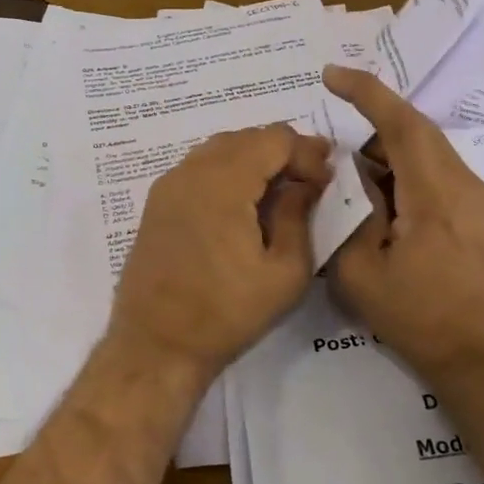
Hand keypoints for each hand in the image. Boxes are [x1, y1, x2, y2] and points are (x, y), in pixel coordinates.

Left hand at [108, 125, 331, 384]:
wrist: (156, 345)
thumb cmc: (226, 313)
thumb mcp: (285, 273)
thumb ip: (299, 216)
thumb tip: (304, 184)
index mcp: (224, 182)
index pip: (275, 139)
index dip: (307, 152)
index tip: (327, 179)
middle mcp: (193, 170)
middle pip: (248, 137)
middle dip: (284, 151)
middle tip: (311, 177)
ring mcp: (170, 183)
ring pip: (223, 147)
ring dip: (256, 157)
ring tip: (282, 186)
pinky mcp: (158, 200)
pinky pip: (201, 165)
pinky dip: (230, 168)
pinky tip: (245, 200)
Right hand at [323, 65, 483, 392]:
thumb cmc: (424, 320)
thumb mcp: (363, 274)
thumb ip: (349, 217)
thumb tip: (351, 182)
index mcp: (435, 190)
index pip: (399, 121)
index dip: (365, 91)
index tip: (332, 74)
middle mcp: (465, 183)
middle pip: (416, 134)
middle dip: (373, 133)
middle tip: (340, 163)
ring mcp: (482, 201)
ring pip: (429, 156)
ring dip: (392, 162)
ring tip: (365, 200)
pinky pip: (442, 179)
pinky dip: (411, 181)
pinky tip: (394, 219)